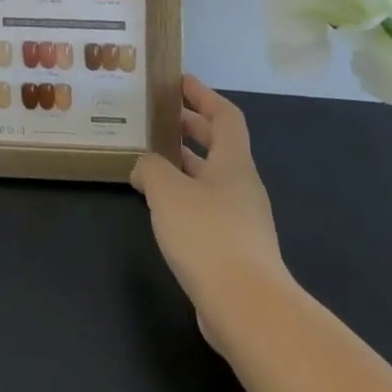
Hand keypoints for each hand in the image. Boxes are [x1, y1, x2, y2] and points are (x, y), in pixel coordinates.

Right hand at [131, 75, 293, 357]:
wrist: (248, 309)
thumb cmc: (208, 235)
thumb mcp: (167, 191)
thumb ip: (150, 168)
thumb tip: (143, 166)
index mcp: (233, 163)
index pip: (226, 116)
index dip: (203, 95)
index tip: (179, 82)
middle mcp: (242, 186)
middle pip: (219, 146)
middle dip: (190, 128)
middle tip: (159, 117)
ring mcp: (242, 221)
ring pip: (210, 180)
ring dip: (184, 165)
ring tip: (150, 160)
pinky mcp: (234, 251)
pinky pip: (207, 209)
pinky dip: (184, 198)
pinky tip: (160, 208)